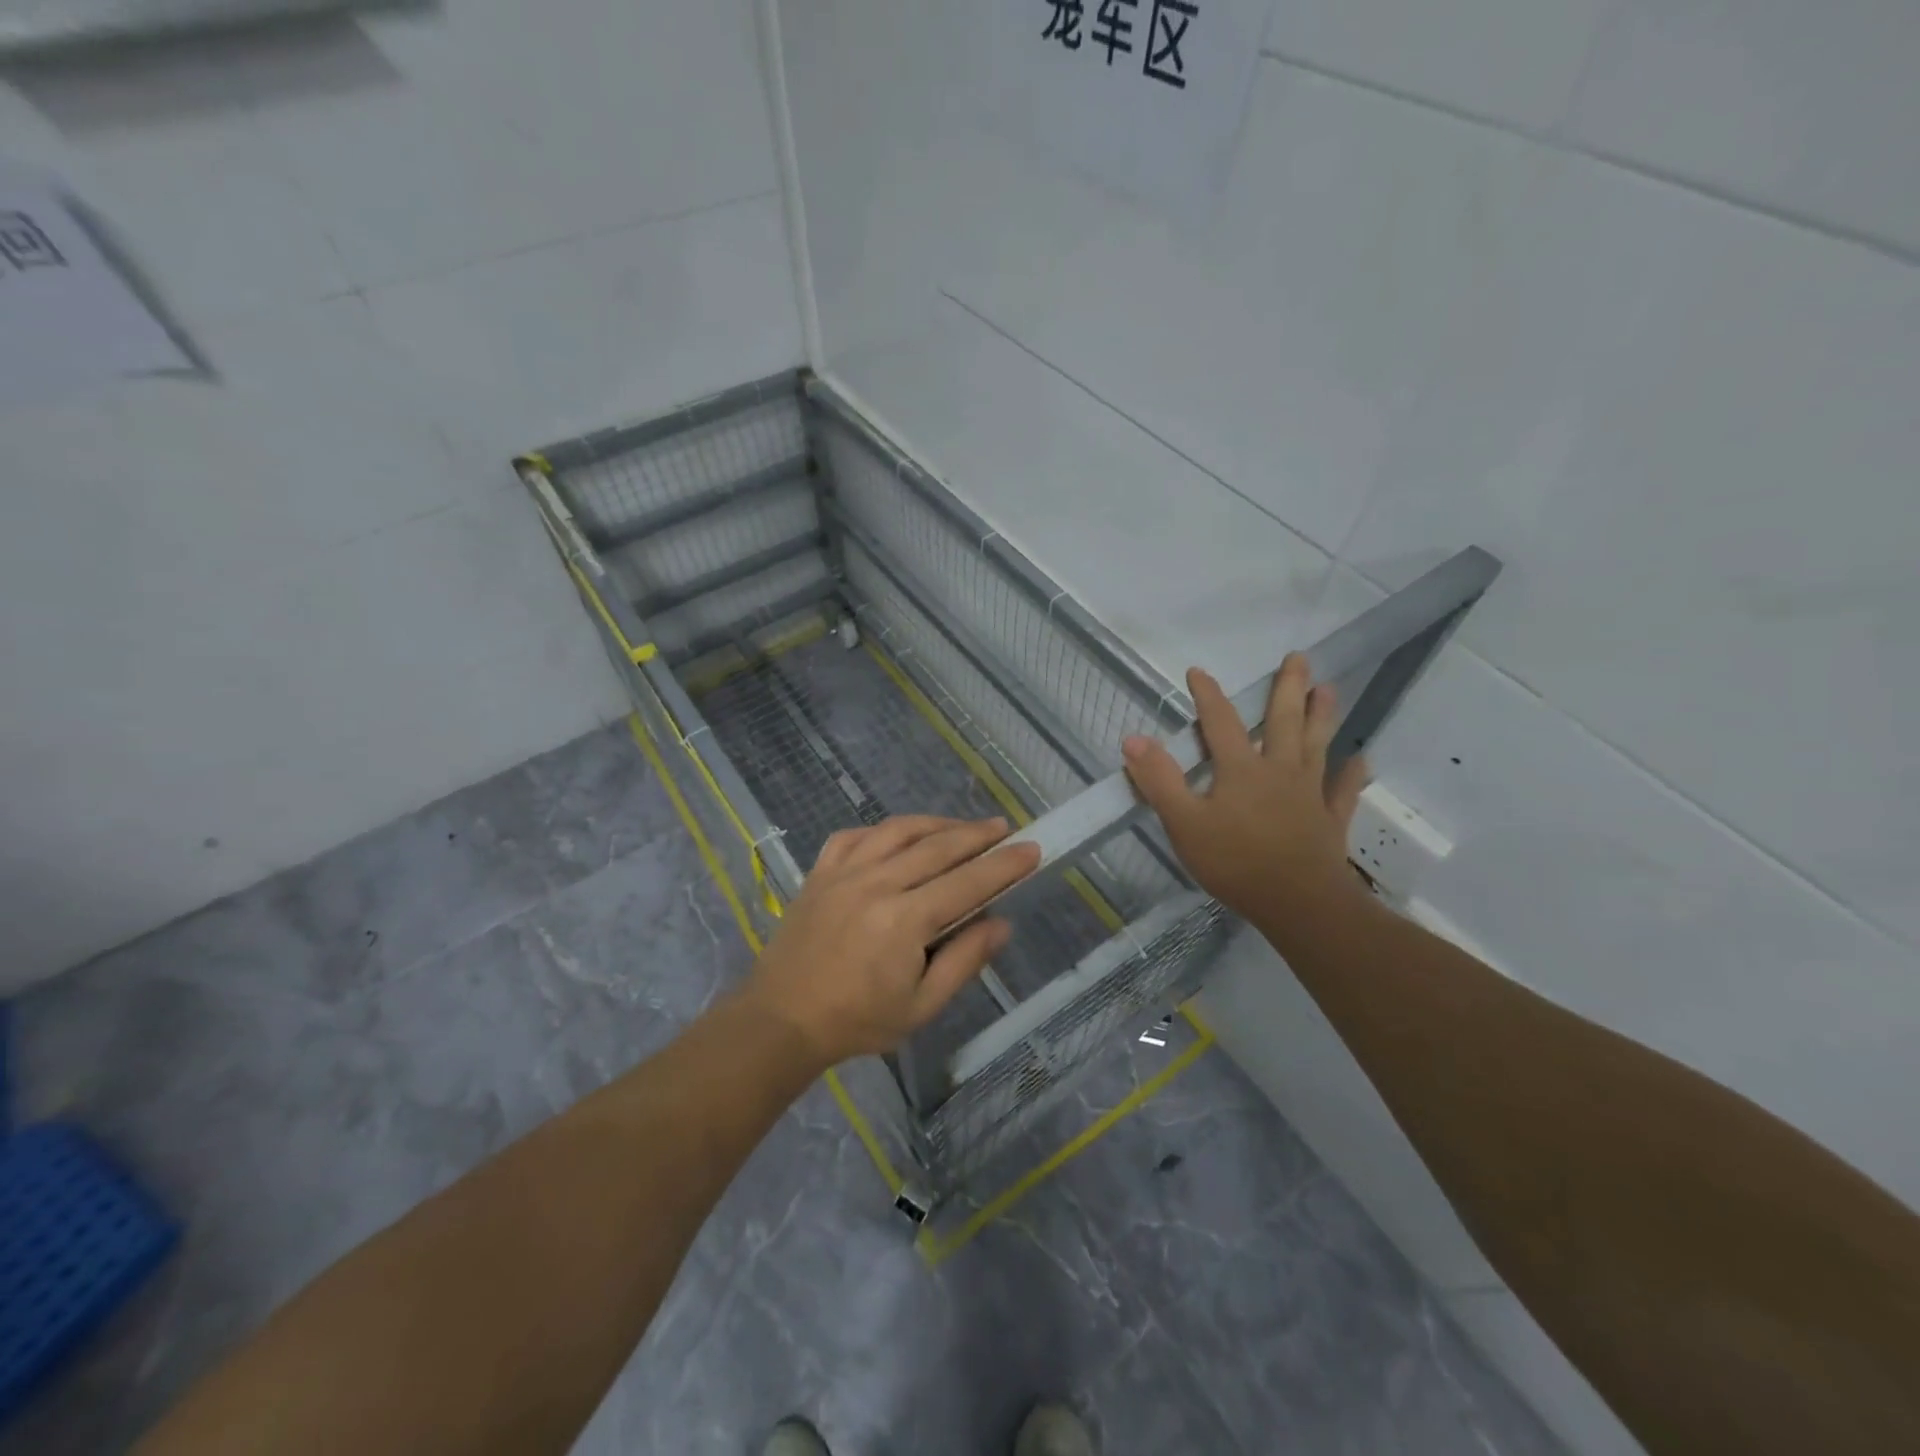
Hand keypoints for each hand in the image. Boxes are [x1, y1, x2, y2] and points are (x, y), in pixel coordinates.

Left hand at [743, 816, 1040, 1068]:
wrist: (782, 1020)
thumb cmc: (858, 1021)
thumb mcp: (922, 1005)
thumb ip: (964, 960)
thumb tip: (1001, 922)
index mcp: (905, 919)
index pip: (968, 881)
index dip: (1004, 865)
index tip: (1032, 849)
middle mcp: (877, 883)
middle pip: (938, 846)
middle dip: (977, 835)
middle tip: (1004, 828)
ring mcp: (844, 872)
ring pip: (898, 830)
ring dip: (935, 823)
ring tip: (960, 827)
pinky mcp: (820, 872)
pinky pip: (854, 836)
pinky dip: (882, 831)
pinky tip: (897, 836)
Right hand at [1122, 653, 1370, 927]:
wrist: (1298, 904)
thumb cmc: (1235, 862)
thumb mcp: (1184, 823)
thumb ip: (1159, 780)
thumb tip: (1133, 739)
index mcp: (1241, 769)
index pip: (1221, 723)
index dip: (1208, 696)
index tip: (1198, 671)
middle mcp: (1279, 771)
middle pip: (1283, 722)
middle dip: (1288, 688)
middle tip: (1298, 657)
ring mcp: (1309, 794)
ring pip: (1316, 746)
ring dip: (1322, 717)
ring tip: (1328, 689)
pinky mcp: (1329, 820)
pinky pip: (1343, 791)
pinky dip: (1351, 774)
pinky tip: (1360, 759)